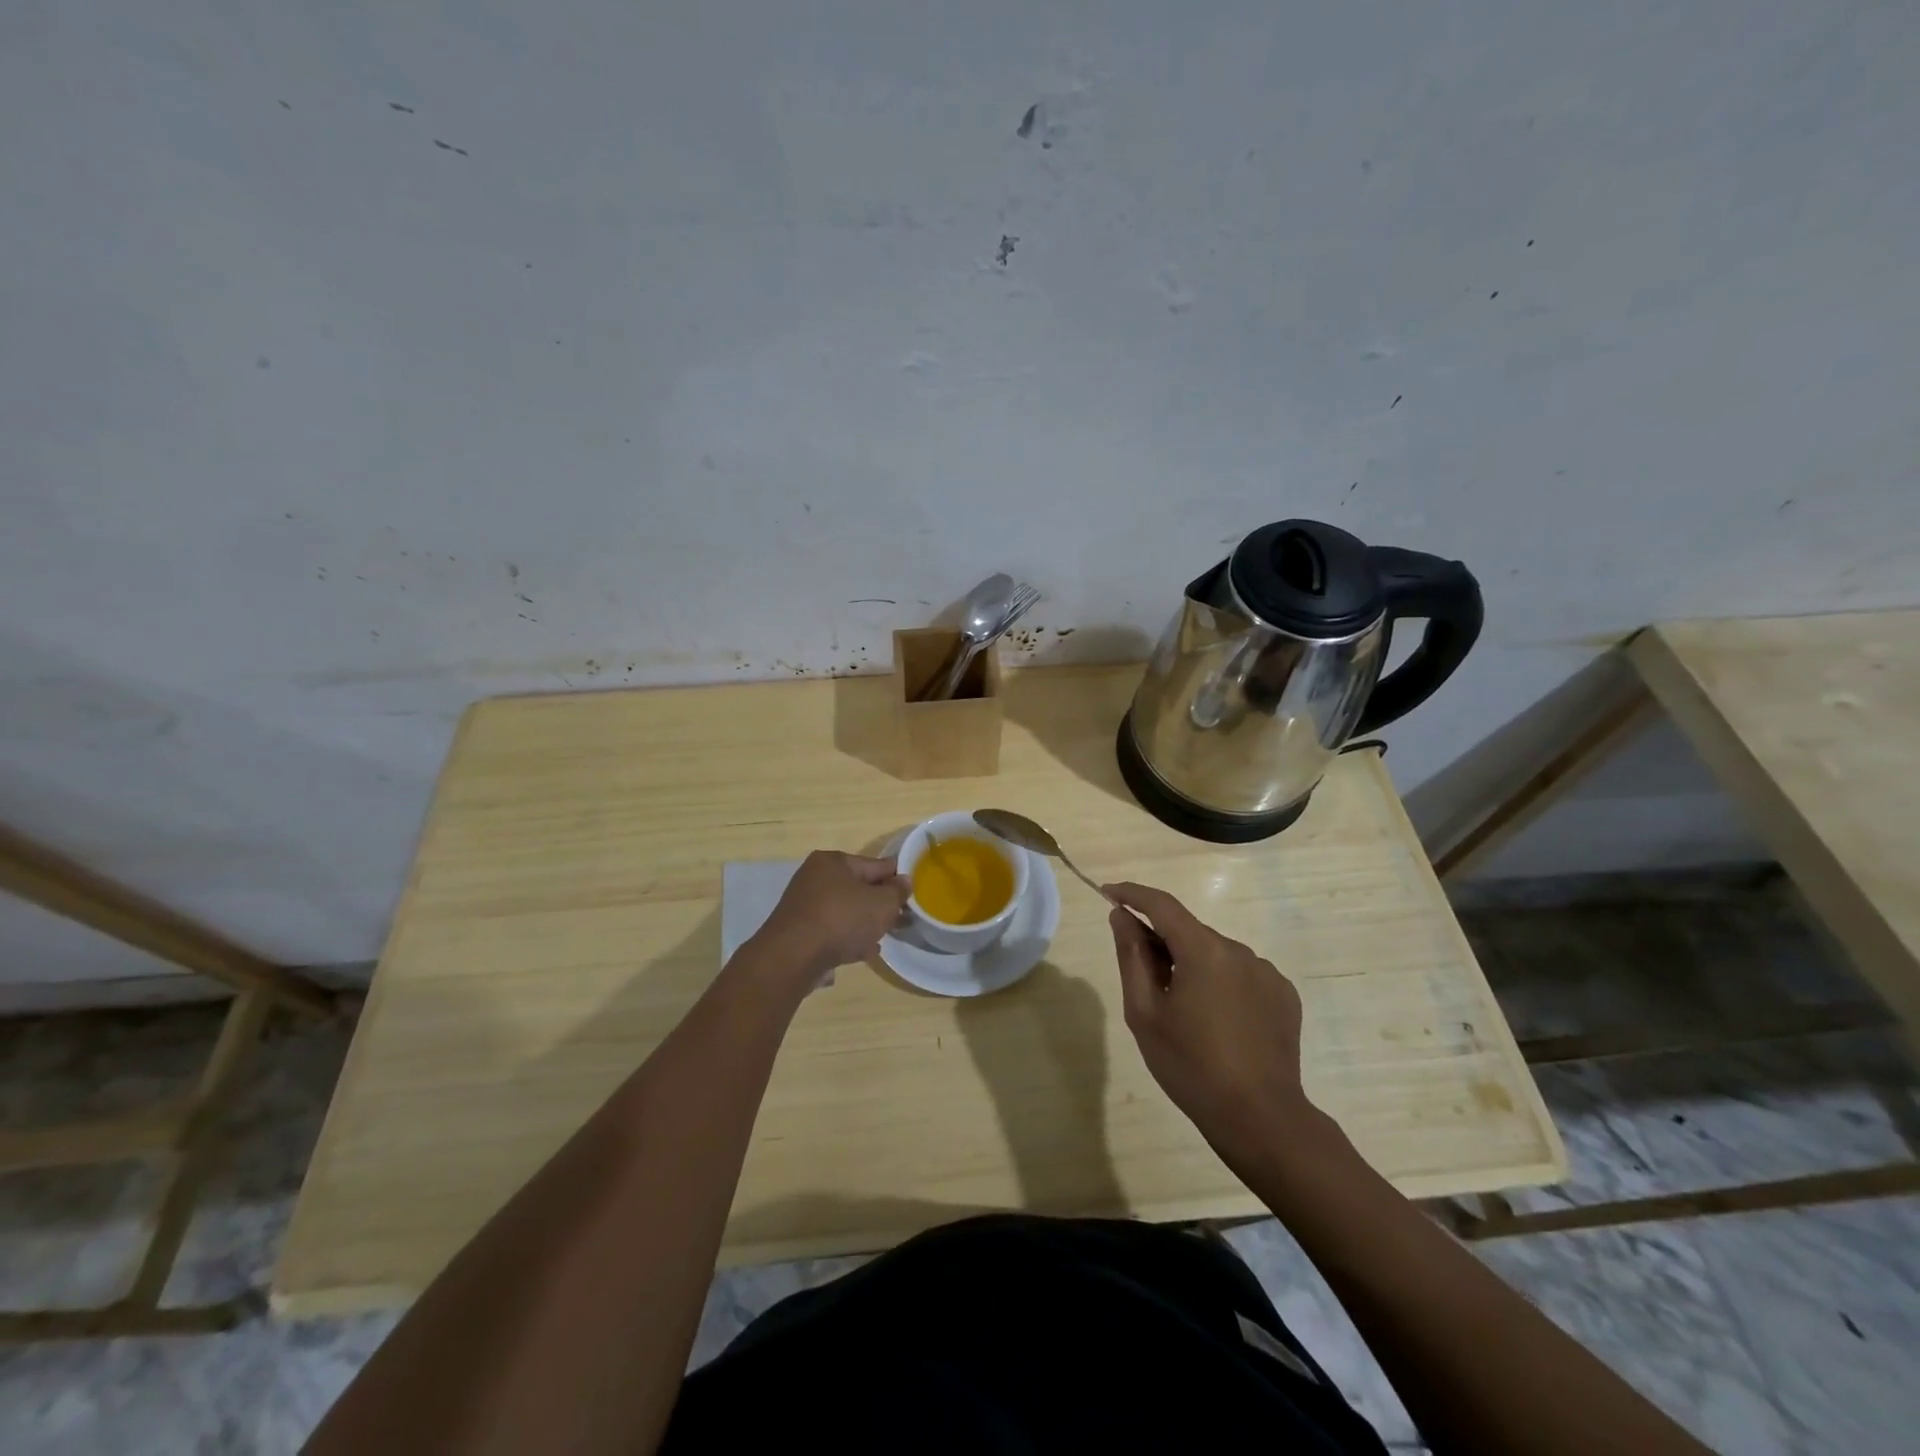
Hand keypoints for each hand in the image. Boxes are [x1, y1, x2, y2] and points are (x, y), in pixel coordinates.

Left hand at [754, 851, 909, 979]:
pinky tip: (861, 952)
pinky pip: (830, 930)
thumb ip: (897, 891)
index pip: (875, 865)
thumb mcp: (882, 903)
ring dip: (863, 924)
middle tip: (900, 919)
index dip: (896, 878)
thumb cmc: (842, 919)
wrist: (793, 957)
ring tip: (882, 938)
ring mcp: (803, 905)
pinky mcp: (797, 931)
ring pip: (844, 911)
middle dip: (879, 904)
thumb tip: (904, 881)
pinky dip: (846, 938)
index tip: (912, 891)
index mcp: (833, 861)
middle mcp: (814, 877)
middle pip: (858, 888)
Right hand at [1105, 881, 1310, 1163]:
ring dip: (1193, 966)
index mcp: (1204, 950)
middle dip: (1162, 943)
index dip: (1132, 894)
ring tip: (1183, 1012)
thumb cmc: (1190, 1065)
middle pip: (1189, 932)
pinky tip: (1217, 1022)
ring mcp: (1267, 972)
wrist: (1260, 1118)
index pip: (1161, 904)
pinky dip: (1221, 984)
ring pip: (1215, 955)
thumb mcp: (1144, 1012)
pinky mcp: (1284, 995)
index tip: (1108, 893)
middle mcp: (1239, 950)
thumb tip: (1122, 916)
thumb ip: (1131, 956)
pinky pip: (1241, 975)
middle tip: (1142, 980)